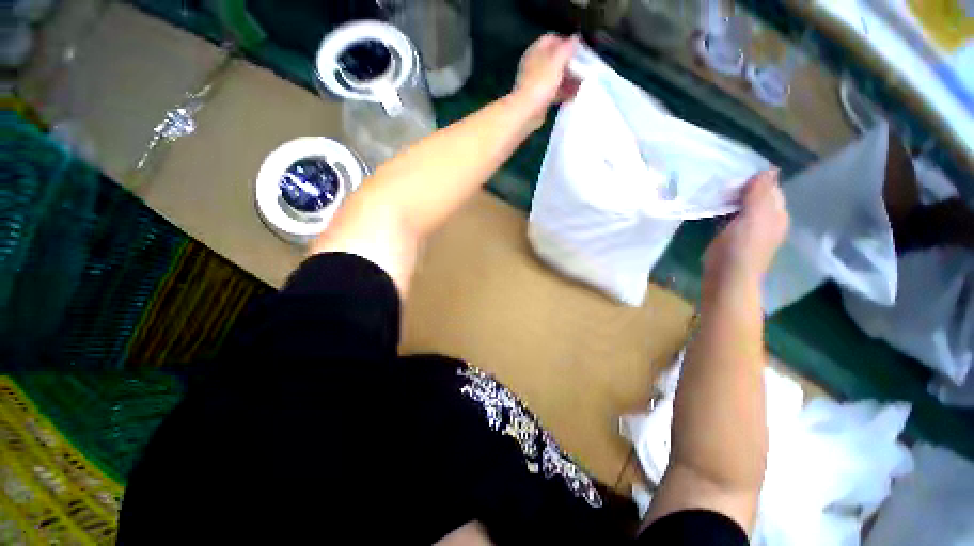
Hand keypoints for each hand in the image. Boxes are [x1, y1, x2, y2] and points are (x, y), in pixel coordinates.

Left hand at [512, 34, 579, 129]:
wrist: (526, 111)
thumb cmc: (541, 83)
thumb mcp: (556, 61)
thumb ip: (567, 48)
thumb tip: (575, 38)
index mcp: (535, 51)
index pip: (551, 39)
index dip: (566, 42)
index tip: (580, 48)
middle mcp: (535, 65)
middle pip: (555, 59)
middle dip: (570, 62)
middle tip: (585, 67)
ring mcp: (536, 83)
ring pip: (555, 77)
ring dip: (569, 79)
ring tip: (583, 82)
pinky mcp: (539, 98)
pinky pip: (554, 92)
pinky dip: (564, 92)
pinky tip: (575, 96)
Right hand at [704, 169, 788, 283]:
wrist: (727, 277)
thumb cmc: (741, 247)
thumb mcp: (754, 217)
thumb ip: (760, 194)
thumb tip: (769, 169)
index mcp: (776, 214)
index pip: (770, 188)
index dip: (755, 180)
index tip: (733, 176)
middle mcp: (767, 220)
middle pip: (757, 197)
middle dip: (742, 189)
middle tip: (721, 184)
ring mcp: (749, 230)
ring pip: (743, 207)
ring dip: (731, 199)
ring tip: (715, 193)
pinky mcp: (733, 237)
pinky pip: (731, 217)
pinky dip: (724, 210)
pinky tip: (714, 209)